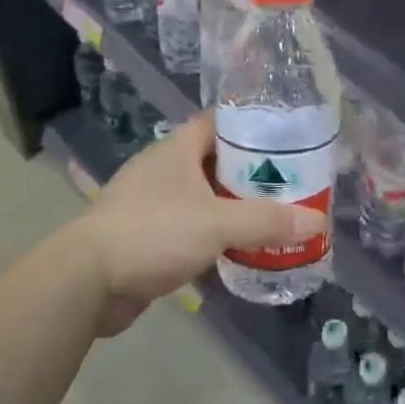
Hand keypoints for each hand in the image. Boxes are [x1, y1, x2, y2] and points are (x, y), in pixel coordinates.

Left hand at [67, 111, 324, 327]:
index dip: (250, 126)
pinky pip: (187, 227)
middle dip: (248, 172)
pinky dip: (211, 235)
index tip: (284, 138)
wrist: (87, 281)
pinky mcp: (144, 236)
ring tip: (270, 216)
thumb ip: (267, 221)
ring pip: (201, 197)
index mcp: (176, 150)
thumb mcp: (218, 223)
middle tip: (287, 184)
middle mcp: (162, 170)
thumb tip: (317, 222)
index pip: (217, 122)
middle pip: (213, 161)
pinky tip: (235, 249)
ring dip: (230, 207)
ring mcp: (150, 203)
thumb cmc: (153, 233)